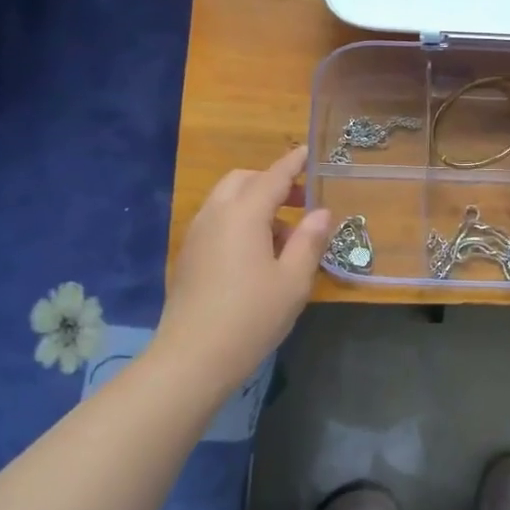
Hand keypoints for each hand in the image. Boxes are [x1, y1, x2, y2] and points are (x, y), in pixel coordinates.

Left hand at [154, 147, 331, 396]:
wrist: (192, 357)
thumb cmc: (251, 316)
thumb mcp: (293, 280)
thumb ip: (309, 240)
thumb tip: (321, 213)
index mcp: (243, 214)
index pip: (273, 176)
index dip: (293, 163)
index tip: (308, 151)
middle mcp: (215, 215)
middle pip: (244, 181)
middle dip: (272, 183)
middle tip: (301, 203)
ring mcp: (196, 235)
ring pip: (227, 201)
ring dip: (255, 204)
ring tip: (284, 238)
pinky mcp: (188, 256)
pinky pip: (217, 222)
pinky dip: (239, 221)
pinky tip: (257, 255)